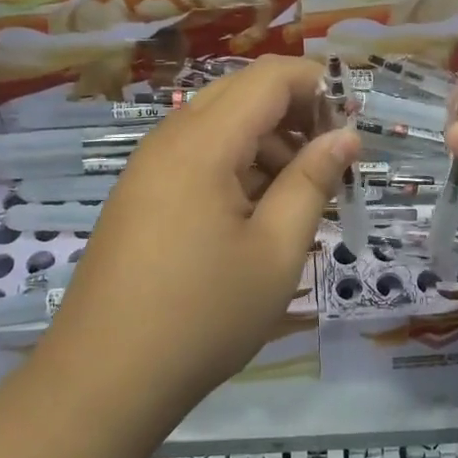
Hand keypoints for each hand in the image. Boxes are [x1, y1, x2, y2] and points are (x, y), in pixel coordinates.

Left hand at [47, 57, 358, 413]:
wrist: (103, 379)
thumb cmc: (202, 316)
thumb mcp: (275, 252)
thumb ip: (312, 182)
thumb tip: (345, 137)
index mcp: (202, 143)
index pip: (268, 77)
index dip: (317, 83)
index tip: (353, 119)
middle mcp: (169, 139)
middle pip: (241, 93)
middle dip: (294, 113)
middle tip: (330, 160)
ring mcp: (148, 167)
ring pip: (219, 125)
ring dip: (266, 142)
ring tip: (298, 196)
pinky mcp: (140, 194)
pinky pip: (196, 155)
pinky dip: (236, 165)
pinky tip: (255, 214)